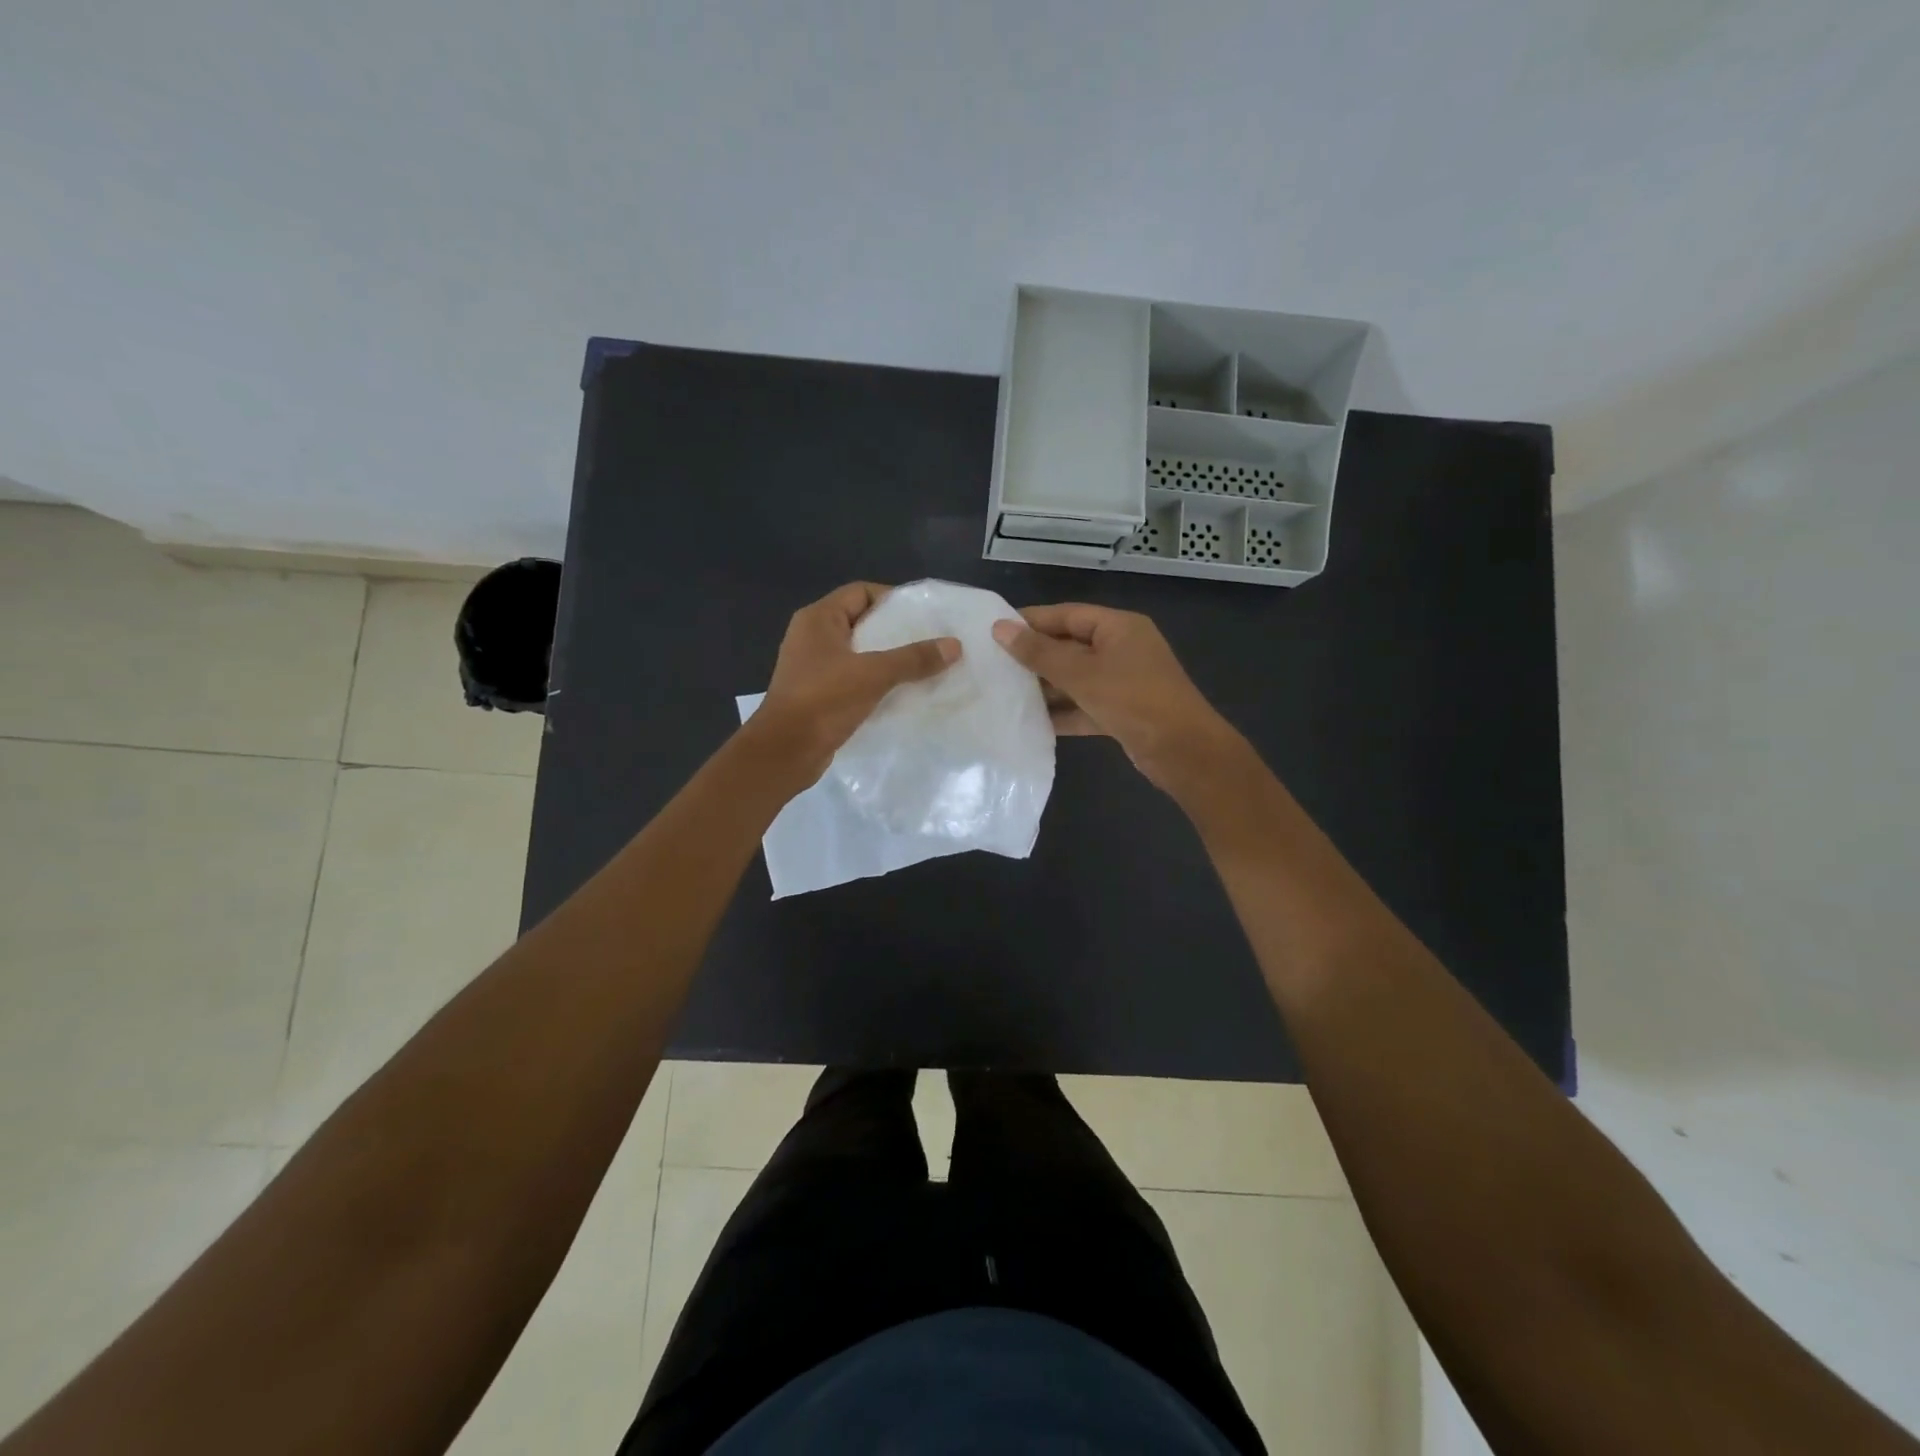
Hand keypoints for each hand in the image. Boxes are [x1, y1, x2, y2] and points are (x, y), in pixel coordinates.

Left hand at [750, 582, 959, 781]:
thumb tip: (954, 645)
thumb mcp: (873, 674)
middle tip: (931, 641)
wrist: (785, 752)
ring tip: (924, 667)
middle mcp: (813, 637)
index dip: (892, 599)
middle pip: (862, 622)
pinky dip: (877, 683)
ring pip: (859, 654)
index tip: (924, 615)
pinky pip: (854, 679)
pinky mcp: (819, 694)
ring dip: (888, 660)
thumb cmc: (824, 700)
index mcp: (818, 619)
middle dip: (896, 632)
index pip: (861, 592)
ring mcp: (813, 667)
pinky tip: (903, 693)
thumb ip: (913, 658)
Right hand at [991, 604, 1235, 791]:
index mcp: (1119, 627)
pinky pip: (1084, 705)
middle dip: (1035, 657)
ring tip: (1004, 693)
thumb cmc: (1133, 700)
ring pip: (1076, 678)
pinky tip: (1031, 722)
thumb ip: (1039, 653)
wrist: (1183, 751)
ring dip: (1046, 687)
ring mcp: (1124, 682)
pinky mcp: (1122, 712)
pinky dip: (1063, 712)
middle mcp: (1122, 649)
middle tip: (994, 665)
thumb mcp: (1082, 673)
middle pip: (1070, 646)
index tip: (995, 630)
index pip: (1067, 614)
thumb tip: (1000, 628)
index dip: (1032, 621)